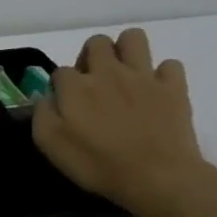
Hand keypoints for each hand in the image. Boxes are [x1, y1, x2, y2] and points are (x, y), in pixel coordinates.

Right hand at [32, 28, 216, 216]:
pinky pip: (170, 65)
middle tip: (93, 84)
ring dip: (125, 51)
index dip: (60, 87)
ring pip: (133, 38)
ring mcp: (144, 77)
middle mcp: (108, 72)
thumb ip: (42, 114)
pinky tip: (155, 91)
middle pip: (96, 42)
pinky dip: (161, 75)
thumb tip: (46, 98)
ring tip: (123, 74)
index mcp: (76, 87)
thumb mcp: (51, 145)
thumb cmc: (98, 164)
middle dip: (90, 57)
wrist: (157, 178)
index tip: (65, 106)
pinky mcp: (173, 88)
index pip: (60, 70)